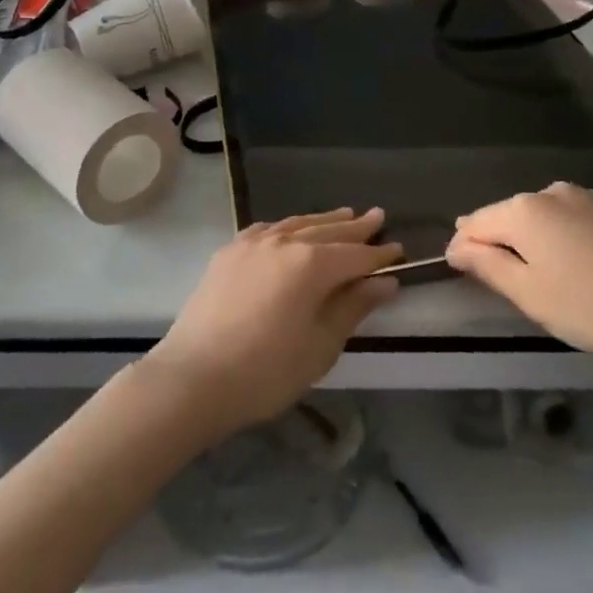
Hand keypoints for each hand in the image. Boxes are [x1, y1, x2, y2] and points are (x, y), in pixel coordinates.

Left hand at [146, 208, 401, 434]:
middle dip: (355, 227)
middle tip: (377, 217)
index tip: (399, 250)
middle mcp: (284, 242)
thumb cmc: (266, 371)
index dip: (379, 255)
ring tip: (344, 214)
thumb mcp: (320, 346)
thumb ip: (352, 307)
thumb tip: (384, 282)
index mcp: (311, 264)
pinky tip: (292, 229)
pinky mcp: (229, 252)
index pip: (355, 255)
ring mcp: (252, 243)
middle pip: (328, 231)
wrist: (193, 378)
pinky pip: (268, 229)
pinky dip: (288, 227)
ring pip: (297, 224)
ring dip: (323, 220)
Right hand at [446, 182, 592, 369]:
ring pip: (537, 217)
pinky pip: (566, 219)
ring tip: (540, 279)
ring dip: (528, 242)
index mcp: (523, 210)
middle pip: (505, 216)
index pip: (473, 223)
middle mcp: (548, 191)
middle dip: (496, 244)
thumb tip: (458, 246)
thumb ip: (488, 267)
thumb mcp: (532, 295)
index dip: (462, 250)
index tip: (461, 277)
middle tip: (504, 285)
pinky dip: (557, 239)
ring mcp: (583, 196)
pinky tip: (574, 267)